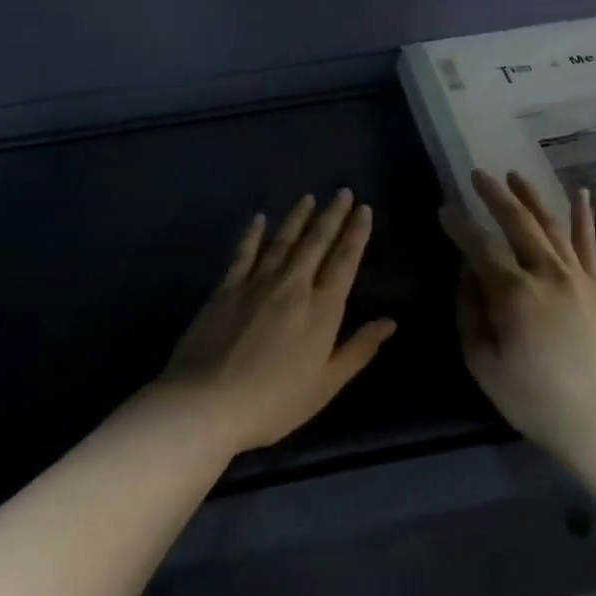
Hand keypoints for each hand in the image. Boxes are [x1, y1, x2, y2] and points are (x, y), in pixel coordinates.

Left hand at [153, 190, 395, 454]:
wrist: (205, 403)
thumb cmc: (273, 402)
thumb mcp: (326, 385)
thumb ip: (358, 350)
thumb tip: (390, 321)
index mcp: (322, 310)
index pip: (344, 262)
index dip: (356, 234)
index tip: (363, 209)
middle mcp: (293, 287)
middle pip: (316, 243)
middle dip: (332, 216)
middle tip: (342, 192)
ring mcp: (256, 284)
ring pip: (283, 242)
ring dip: (298, 218)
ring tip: (309, 198)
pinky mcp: (225, 289)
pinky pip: (243, 254)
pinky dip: (253, 235)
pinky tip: (259, 219)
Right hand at [440, 170, 595, 453]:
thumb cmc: (533, 399)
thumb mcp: (483, 363)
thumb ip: (470, 312)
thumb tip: (466, 273)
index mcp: (514, 294)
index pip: (480, 247)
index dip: (458, 226)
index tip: (444, 209)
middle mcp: (548, 274)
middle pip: (517, 223)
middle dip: (494, 196)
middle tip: (477, 174)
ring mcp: (579, 277)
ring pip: (552, 225)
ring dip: (531, 197)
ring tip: (514, 175)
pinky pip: (590, 244)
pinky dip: (583, 217)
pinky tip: (579, 194)